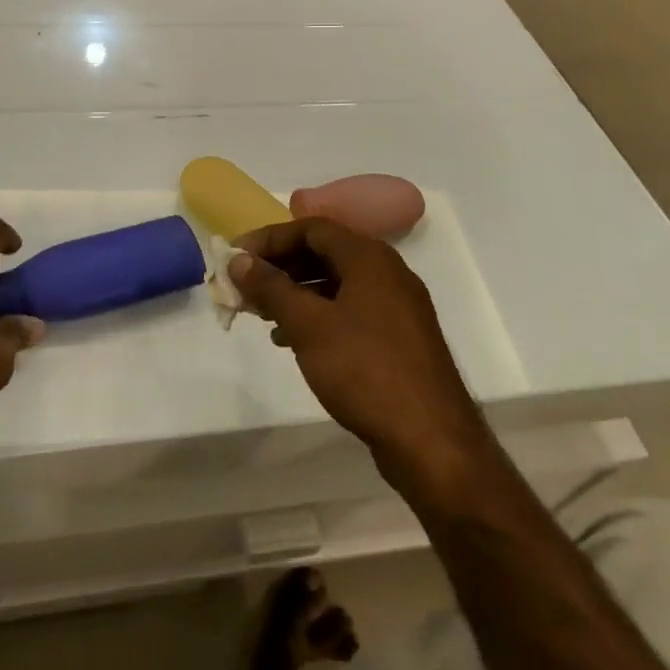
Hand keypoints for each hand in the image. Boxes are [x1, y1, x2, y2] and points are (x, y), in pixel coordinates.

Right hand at [231, 218, 488, 494]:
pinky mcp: (400, 338)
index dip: (269, 238)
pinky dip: (319, 315)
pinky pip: (351, 310)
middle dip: (281, 266)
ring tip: (263, 315)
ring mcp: (398, 306)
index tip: (237, 257)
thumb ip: (271, 287)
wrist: (432, 442)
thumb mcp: (308, 325)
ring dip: (297, 293)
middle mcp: (387, 271)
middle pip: (324, 252)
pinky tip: (294, 341)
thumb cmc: (364, 370)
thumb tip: (239, 260)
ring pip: (337, 283)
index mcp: (368, 257)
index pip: (311, 228)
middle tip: (246, 286)